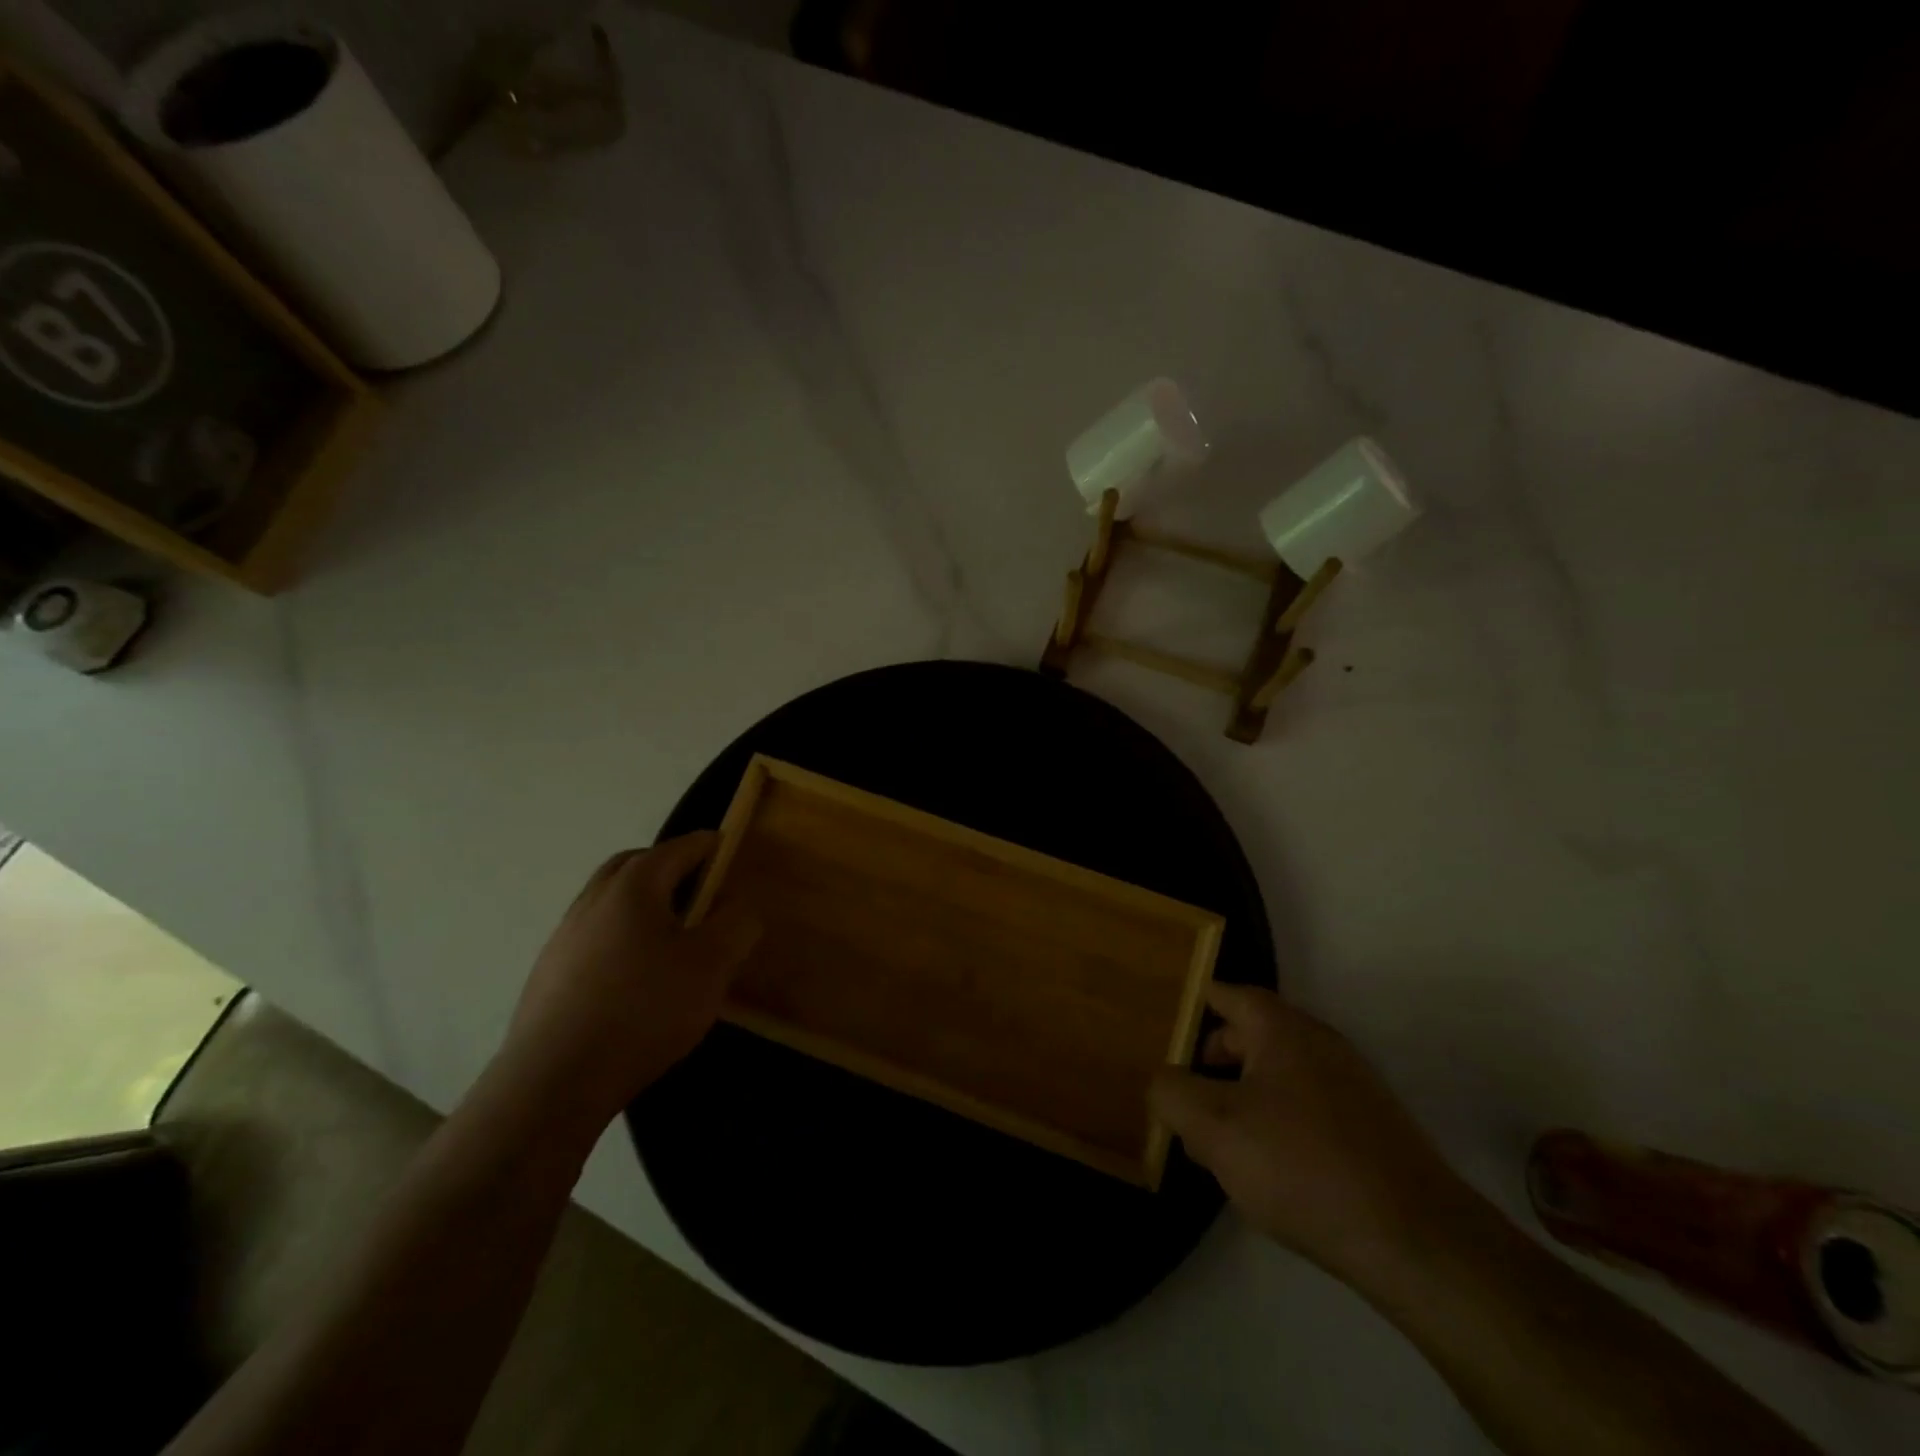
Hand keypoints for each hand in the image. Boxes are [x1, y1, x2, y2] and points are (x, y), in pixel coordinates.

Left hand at [500, 833, 759, 1126]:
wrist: (555, 1080)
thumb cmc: (645, 1009)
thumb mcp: (712, 964)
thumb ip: (736, 924)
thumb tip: (738, 903)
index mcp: (633, 887)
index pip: (677, 848)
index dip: (707, 846)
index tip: (727, 849)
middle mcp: (592, 900)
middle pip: (633, 865)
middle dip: (667, 865)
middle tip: (697, 886)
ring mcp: (563, 938)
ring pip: (608, 901)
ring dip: (640, 903)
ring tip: (669, 934)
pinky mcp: (547, 975)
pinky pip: (592, 937)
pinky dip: (618, 936)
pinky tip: (634, 975)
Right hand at [1150, 985, 1470, 1282]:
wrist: (1417, 1242)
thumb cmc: (1302, 1166)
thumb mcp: (1214, 1128)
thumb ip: (1172, 1094)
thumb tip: (1163, 1082)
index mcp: (1282, 1029)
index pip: (1229, 993)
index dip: (1196, 1002)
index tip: (1168, 1019)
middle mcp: (1321, 1044)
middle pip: (1253, 1035)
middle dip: (1214, 1060)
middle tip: (1185, 1094)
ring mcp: (1353, 1086)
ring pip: (1280, 1076)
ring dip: (1244, 1097)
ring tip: (1219, 1142)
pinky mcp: (1373, 1129)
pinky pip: (1309, 1109)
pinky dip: (1279, 1123)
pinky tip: (1269, 1169)